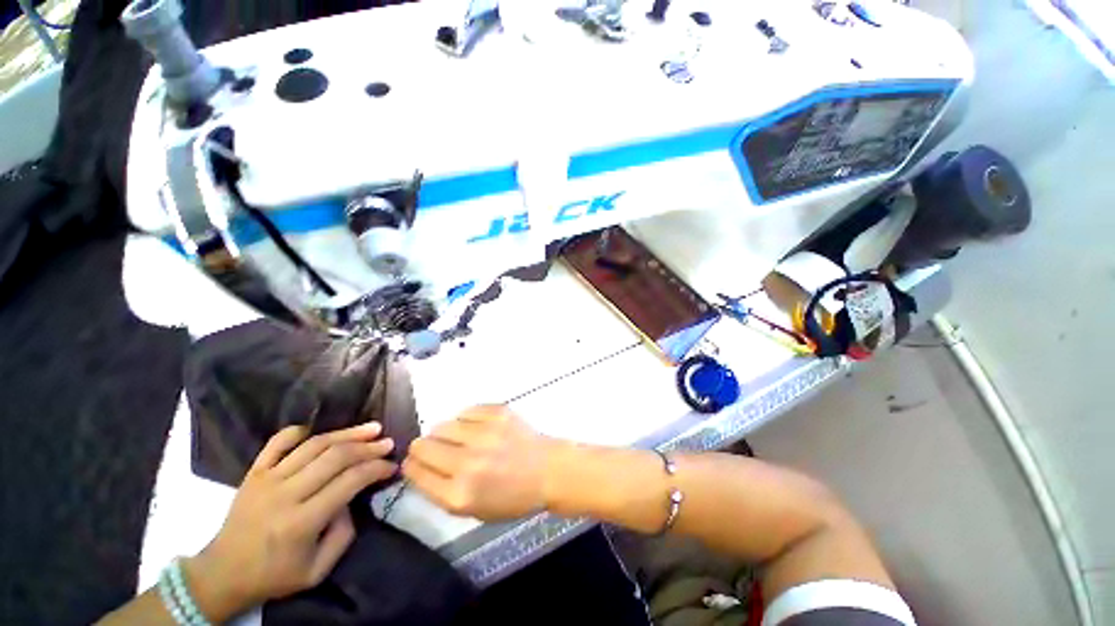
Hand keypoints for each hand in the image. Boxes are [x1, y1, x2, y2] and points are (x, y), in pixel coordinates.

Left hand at [184, 423, 397, 619]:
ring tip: (371, 428)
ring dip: (347, 433)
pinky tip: (321, 430)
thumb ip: (344, 534)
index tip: (392, 466)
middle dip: (368, 446)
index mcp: (301, 522)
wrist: (222, 574)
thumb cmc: (274, 575)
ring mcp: (267, 479)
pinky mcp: (254, 472)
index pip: (349, 482)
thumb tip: (353, 498)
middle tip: (387, 442)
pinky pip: (278, 441)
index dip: (376, 469)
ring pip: (314, 444)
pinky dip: (302, 430)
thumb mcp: (317, 570)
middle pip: (335, 457)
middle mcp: (285, 494)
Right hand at [403, 405, 555, 520]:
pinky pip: (466, 411)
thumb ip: (442, 491)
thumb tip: (419, 465)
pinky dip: (467, 420)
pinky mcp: (497, 412)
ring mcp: (484, 433)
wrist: (547, 470)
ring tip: (460, 439)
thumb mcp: (473, 510)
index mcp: (459, 494)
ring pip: (442, 425)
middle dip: (423, 447)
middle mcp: (467, 462)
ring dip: (445, 432)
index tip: (415, 461)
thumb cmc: (511, 497)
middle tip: (436, 448)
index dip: (412, 465)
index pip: (416, 472)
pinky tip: (478, 428)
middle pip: (423, 445)